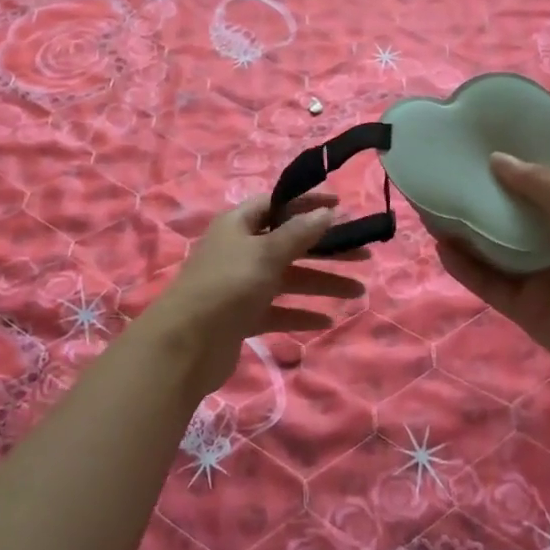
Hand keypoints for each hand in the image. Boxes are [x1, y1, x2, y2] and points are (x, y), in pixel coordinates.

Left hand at [147, 191, 368, 397]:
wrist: (185, 345)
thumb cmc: (228, 285)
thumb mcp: (266, 253)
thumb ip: (298, 233)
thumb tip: (326, 211)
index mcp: (238, 224)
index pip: (277, 204)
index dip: (308, 204)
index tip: (342, 207)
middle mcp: (240, 250)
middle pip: (289, 243)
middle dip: (326, 250)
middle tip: (364, 255)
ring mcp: (240, 285)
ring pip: (288, 279)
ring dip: (321, 283)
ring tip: (358, 293)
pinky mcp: (242, 316)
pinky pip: (278, 310)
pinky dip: (300, 313)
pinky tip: (327, 320)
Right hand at [437, 153, 549, 398]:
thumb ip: (540, 188)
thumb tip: (496, 159)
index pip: (535, 188)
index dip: (508, 171)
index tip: (473, 151)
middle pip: (508, 218)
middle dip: (479, 200)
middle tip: (442, 178)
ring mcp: (537, 277)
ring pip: (492, 250)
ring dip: (465, 232)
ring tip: (430, 208)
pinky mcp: (522, 308)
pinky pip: (488, 283)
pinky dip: (465, 267)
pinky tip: (442, 247)